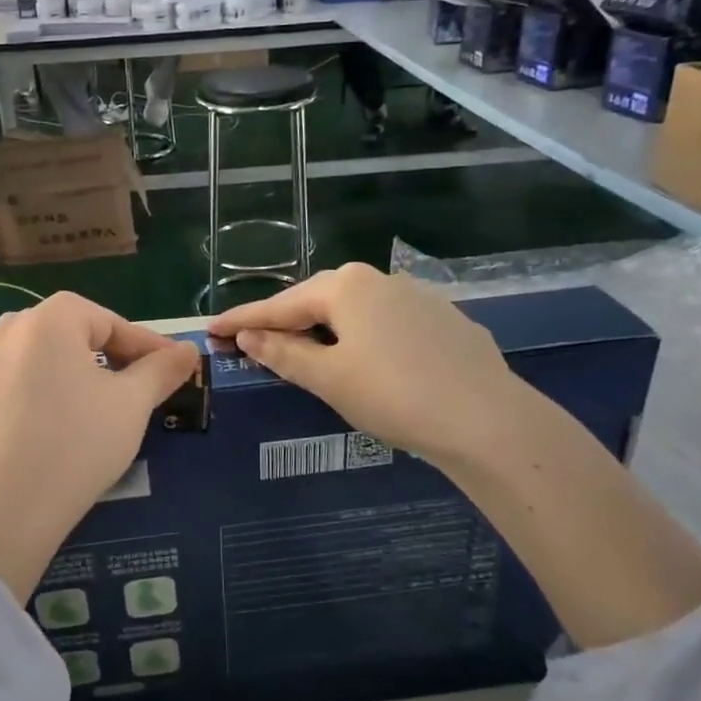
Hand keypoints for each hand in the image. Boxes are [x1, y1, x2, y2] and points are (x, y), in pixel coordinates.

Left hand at [0, 294, 199, 601]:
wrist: (15, 505)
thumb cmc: (81, 441)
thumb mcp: (133, 402)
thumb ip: (162, 368)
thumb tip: (188, 349)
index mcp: (52, 318)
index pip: (112, 323)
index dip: (147, 347)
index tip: (175, 368)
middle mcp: (13, 329)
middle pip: (73, 331)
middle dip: (109, 352)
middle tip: (140, 384)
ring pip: (36, 349)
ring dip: (66, 362)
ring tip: (92, 390)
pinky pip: (1, 375)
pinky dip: (21, 381)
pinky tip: (33, 398)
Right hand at [216, 266, 700, 649]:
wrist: (489, 421)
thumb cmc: (394, 396)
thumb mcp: (329, 379)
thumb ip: (283, 353)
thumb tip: (248, 336)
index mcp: (344, 286)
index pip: (280, 304)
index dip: (243, 319)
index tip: (212, 329)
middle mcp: (379, 279)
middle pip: (318, 302)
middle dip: (286, 323)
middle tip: (254, 344)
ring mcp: (417, 296)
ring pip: (355, 312)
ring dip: (326, 332)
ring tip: (307, 355)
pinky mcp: (444, 319)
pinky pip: (387, 324)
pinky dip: (364, 339)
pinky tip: (368, 361)